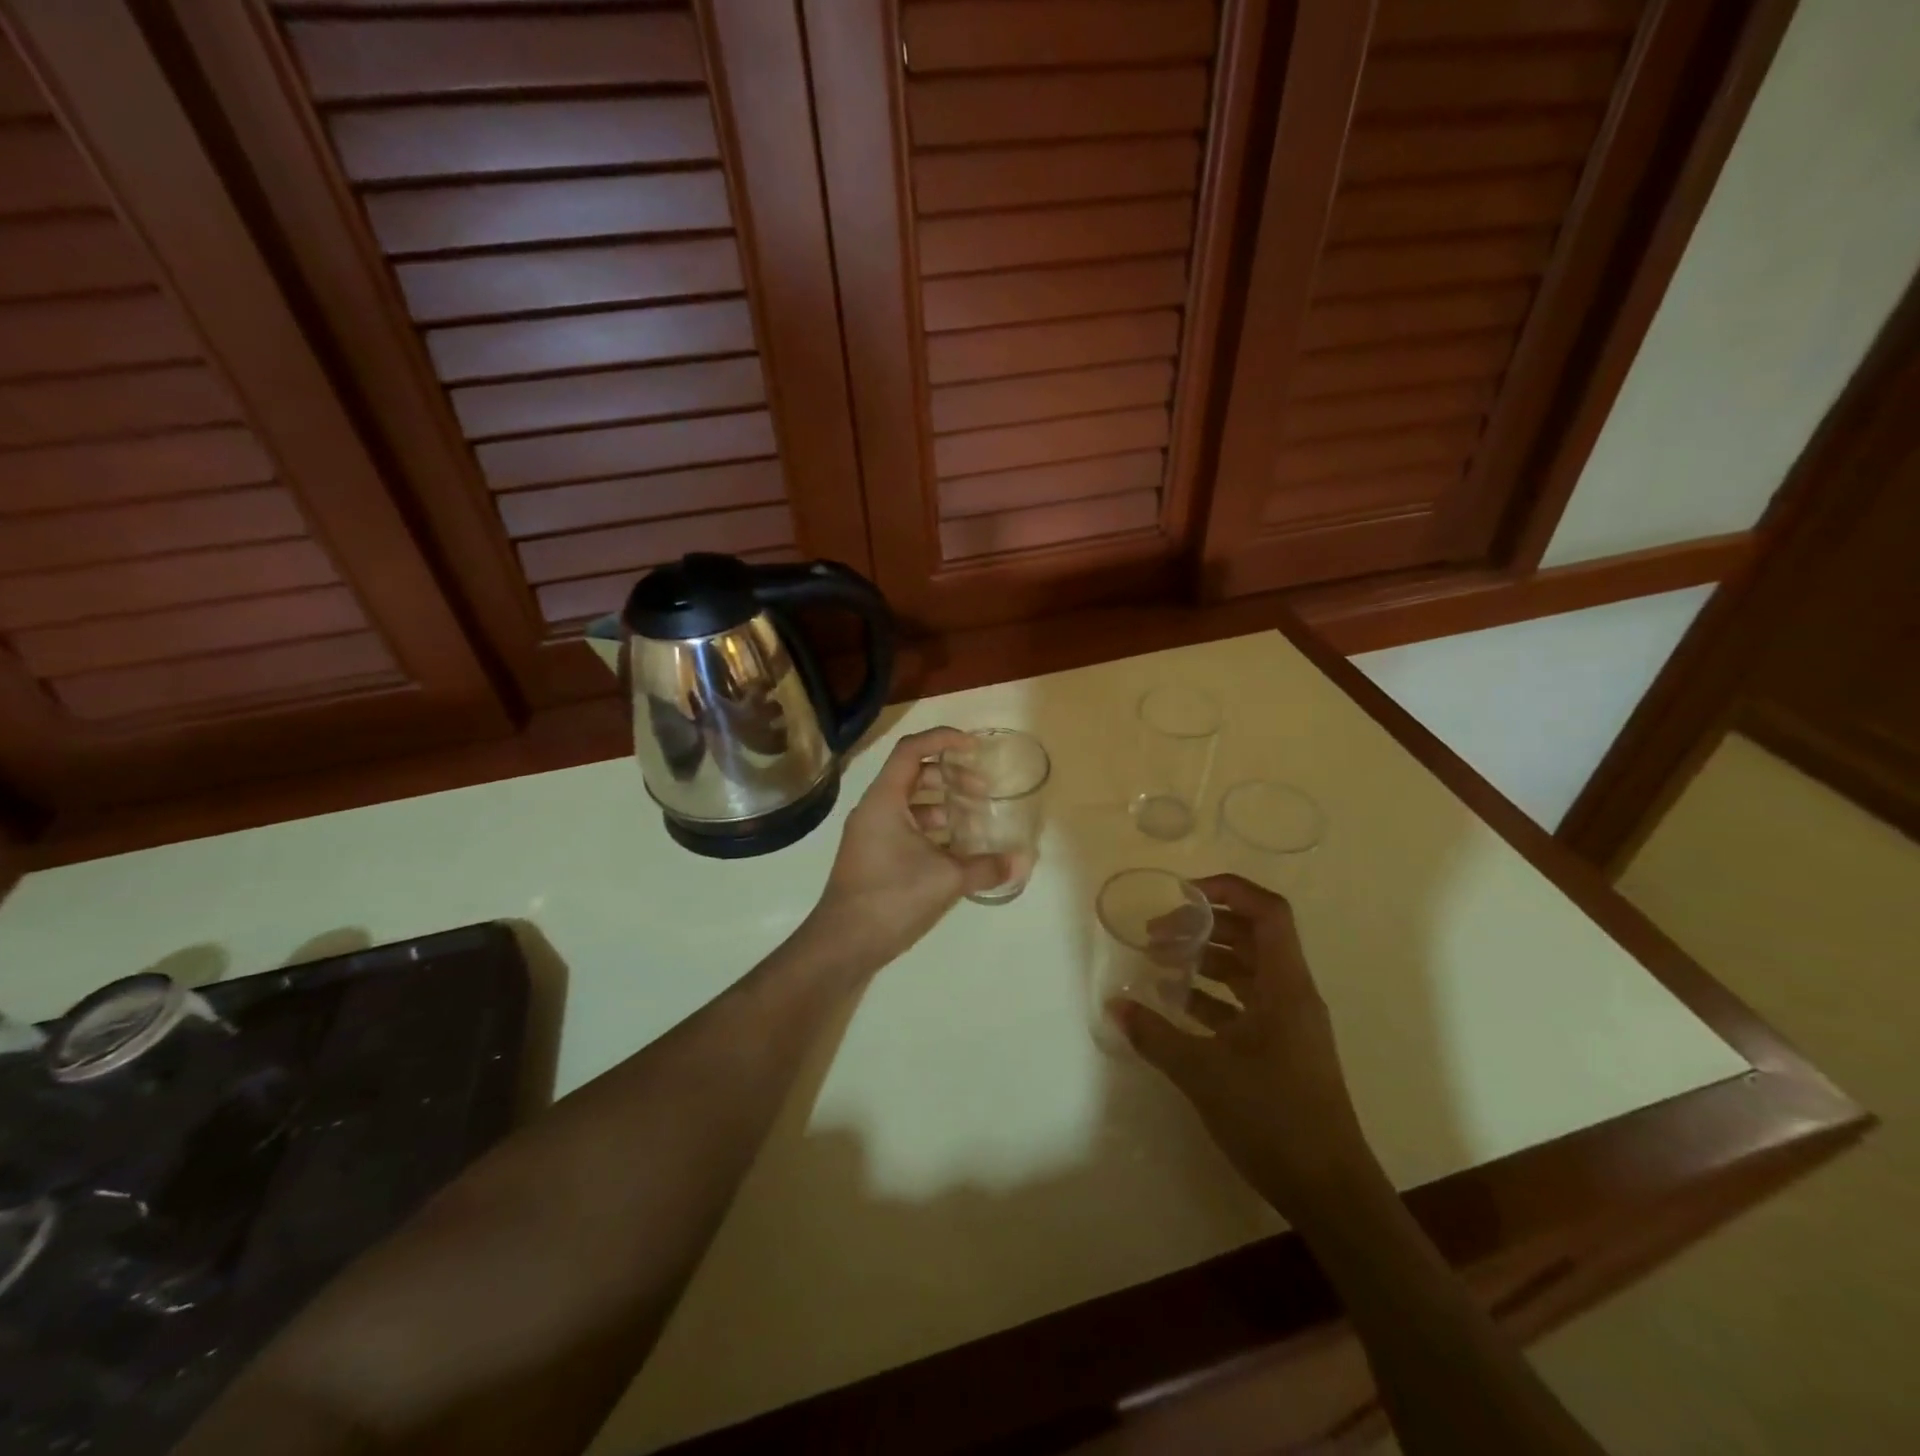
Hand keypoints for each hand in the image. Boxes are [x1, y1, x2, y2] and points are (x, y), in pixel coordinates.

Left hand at [797, 728, 1009, 978]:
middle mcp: (873, 809)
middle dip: (949, 776)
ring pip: (910, 804)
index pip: (911, 749)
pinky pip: (905, 828)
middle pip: (913, 775)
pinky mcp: (873, 857)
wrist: (842, 945)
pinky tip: (957, 850)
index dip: (943, 739)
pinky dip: (931, 830)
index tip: (974, 747)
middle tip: (981, 791)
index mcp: (884, 800)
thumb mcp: (946, 879)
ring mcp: (870, 834)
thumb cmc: (891, 898)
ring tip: (974, 820)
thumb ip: (986, 866)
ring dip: (942, 805)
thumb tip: (1022, 860)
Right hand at [1114, 874, 1378, 1216]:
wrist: (1330, 1192)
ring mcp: (1290, 1024)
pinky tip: (1179, 1007)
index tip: (1183, 895)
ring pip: (1248, 971)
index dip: (1229, 890)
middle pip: (1253, 937)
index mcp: (1285, 986)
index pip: (1268, 912)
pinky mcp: (1283, 1050)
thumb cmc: (1272, 1118)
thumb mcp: (1203, 1073)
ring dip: (1207, 961)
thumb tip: (1115, 1007)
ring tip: (1162, 964)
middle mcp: (1292, 995)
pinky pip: (1246, 1003)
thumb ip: (1155, 1035)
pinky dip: (1214, 996)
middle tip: (1158, 933)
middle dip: (1205, 926)